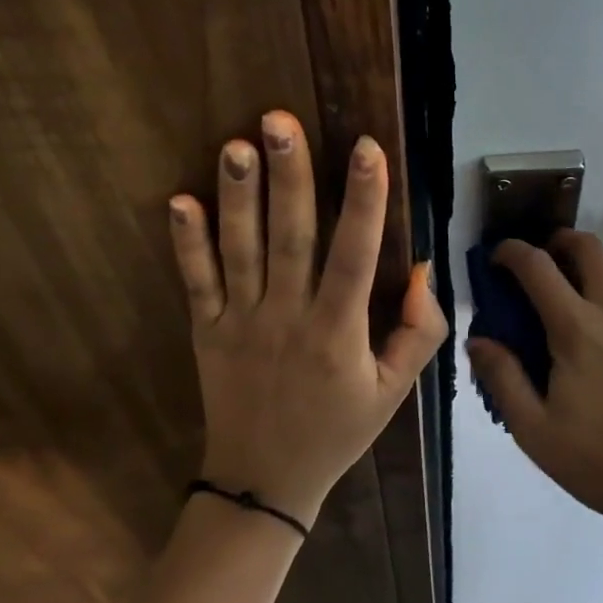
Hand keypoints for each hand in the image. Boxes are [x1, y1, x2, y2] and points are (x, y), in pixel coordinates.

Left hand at [167, 112, 447, 526]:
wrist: (264, 482)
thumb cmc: (337, 431)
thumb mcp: (394, 392)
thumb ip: (419, 333)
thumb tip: (422, 271)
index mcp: (338, 333)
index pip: (354, 256)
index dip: (363, 201)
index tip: (367, 148)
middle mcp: (287, 318)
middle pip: (290, 239)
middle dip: (289, 177)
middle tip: (280, 120)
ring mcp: (241, 323)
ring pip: (240, 251)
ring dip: (238, 197)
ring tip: (236, 145)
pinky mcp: (206, 332)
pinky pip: (197, 282)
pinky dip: (186, 243)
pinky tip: (179, 201)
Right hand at [467, 231, 602, 535]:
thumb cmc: (602, 464)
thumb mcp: (535, 431)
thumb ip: (502, 379)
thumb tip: (477, 339)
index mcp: (575, 330)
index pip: (537, 270)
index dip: (511, 252)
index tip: (495, 258)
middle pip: (588, 252)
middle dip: (560, 242)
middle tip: (544, 257)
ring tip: (589, 270)